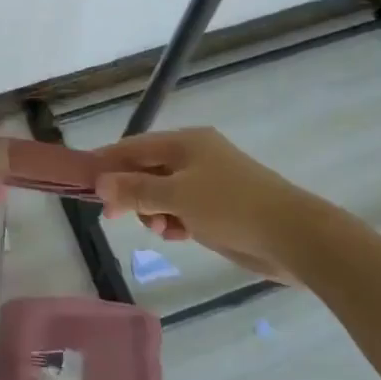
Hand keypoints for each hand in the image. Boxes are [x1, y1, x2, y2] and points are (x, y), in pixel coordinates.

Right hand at [96, 127, 340, 284]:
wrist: (294, 237)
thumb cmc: (231, 207)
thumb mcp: (176, 197)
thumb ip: (136, 190)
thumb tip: (101, 183)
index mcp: (186, 142)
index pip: (135, 146)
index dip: (108, 163)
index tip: (86, 183)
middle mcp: (195, 156)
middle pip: (148, 169)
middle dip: (131, 192)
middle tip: (114, 216)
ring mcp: (210, 183)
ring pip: (164, 192)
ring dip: (153, 211)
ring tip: (160, 230)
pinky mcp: (220, 208)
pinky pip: (184, 209)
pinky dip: (174, 220)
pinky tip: (175, 235)